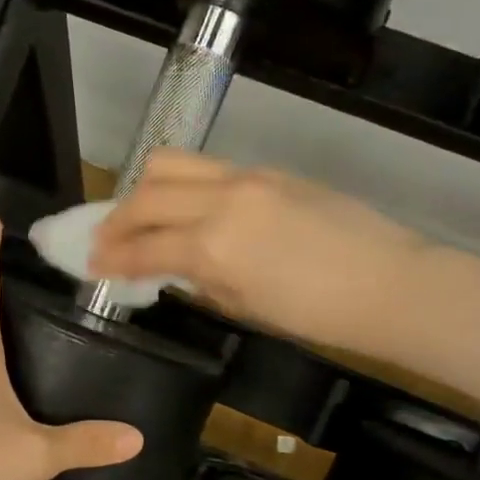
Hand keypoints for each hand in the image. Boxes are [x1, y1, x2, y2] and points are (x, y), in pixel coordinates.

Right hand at [90, 150, 428, 352]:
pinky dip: (181, 185)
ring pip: (170, 164)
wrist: (389, 283)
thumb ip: (198, 280)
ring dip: (142, 189)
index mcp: (212, 246)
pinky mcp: (266, 171)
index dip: (109, 259)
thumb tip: (169, 269)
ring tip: (138, 213)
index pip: (142, 248)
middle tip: (103, 240)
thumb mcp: (244, 307)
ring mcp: (245, 178)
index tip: (90, 265)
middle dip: (114, 220)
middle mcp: (220, 201)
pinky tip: (185, 207)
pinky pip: (206, 168)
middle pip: (145, 196)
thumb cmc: (316, 315)